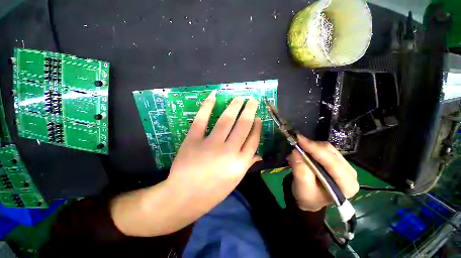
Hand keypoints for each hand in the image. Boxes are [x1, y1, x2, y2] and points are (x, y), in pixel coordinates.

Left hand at [166, 91, 261, 226]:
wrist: (184, 197)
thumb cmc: (212, 192)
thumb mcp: (234, 181)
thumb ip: (247, 164)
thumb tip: (259, 154)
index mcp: (240, 163)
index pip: (253, 139)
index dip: (257, 126)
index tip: (258, 117)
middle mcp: (228, 151)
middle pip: (243, 125)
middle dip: (249, 110)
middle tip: (252, 100)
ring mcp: (210, 144)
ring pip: (226, 120)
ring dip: (234, 106)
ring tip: (239, 98)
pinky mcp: (193, 140)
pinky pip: (202, 119)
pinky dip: (207, 106)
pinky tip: (214, 95)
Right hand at [288, 135, 358, 211]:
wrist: (311, 199)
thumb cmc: (308, 197)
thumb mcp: (302, 188)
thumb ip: (300, 171)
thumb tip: (296, 152)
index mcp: (346, 185)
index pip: (332, 163)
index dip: (315, 150)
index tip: (299, 140)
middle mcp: (350, 174)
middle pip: (331, 152)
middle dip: (311, 146)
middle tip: (296, 143)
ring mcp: (345, 166)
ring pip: (328, 148)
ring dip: (311, 146)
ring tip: (298, 149)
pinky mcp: (338, 161)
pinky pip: (325, 149)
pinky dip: (312, 147)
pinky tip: (304, 151)